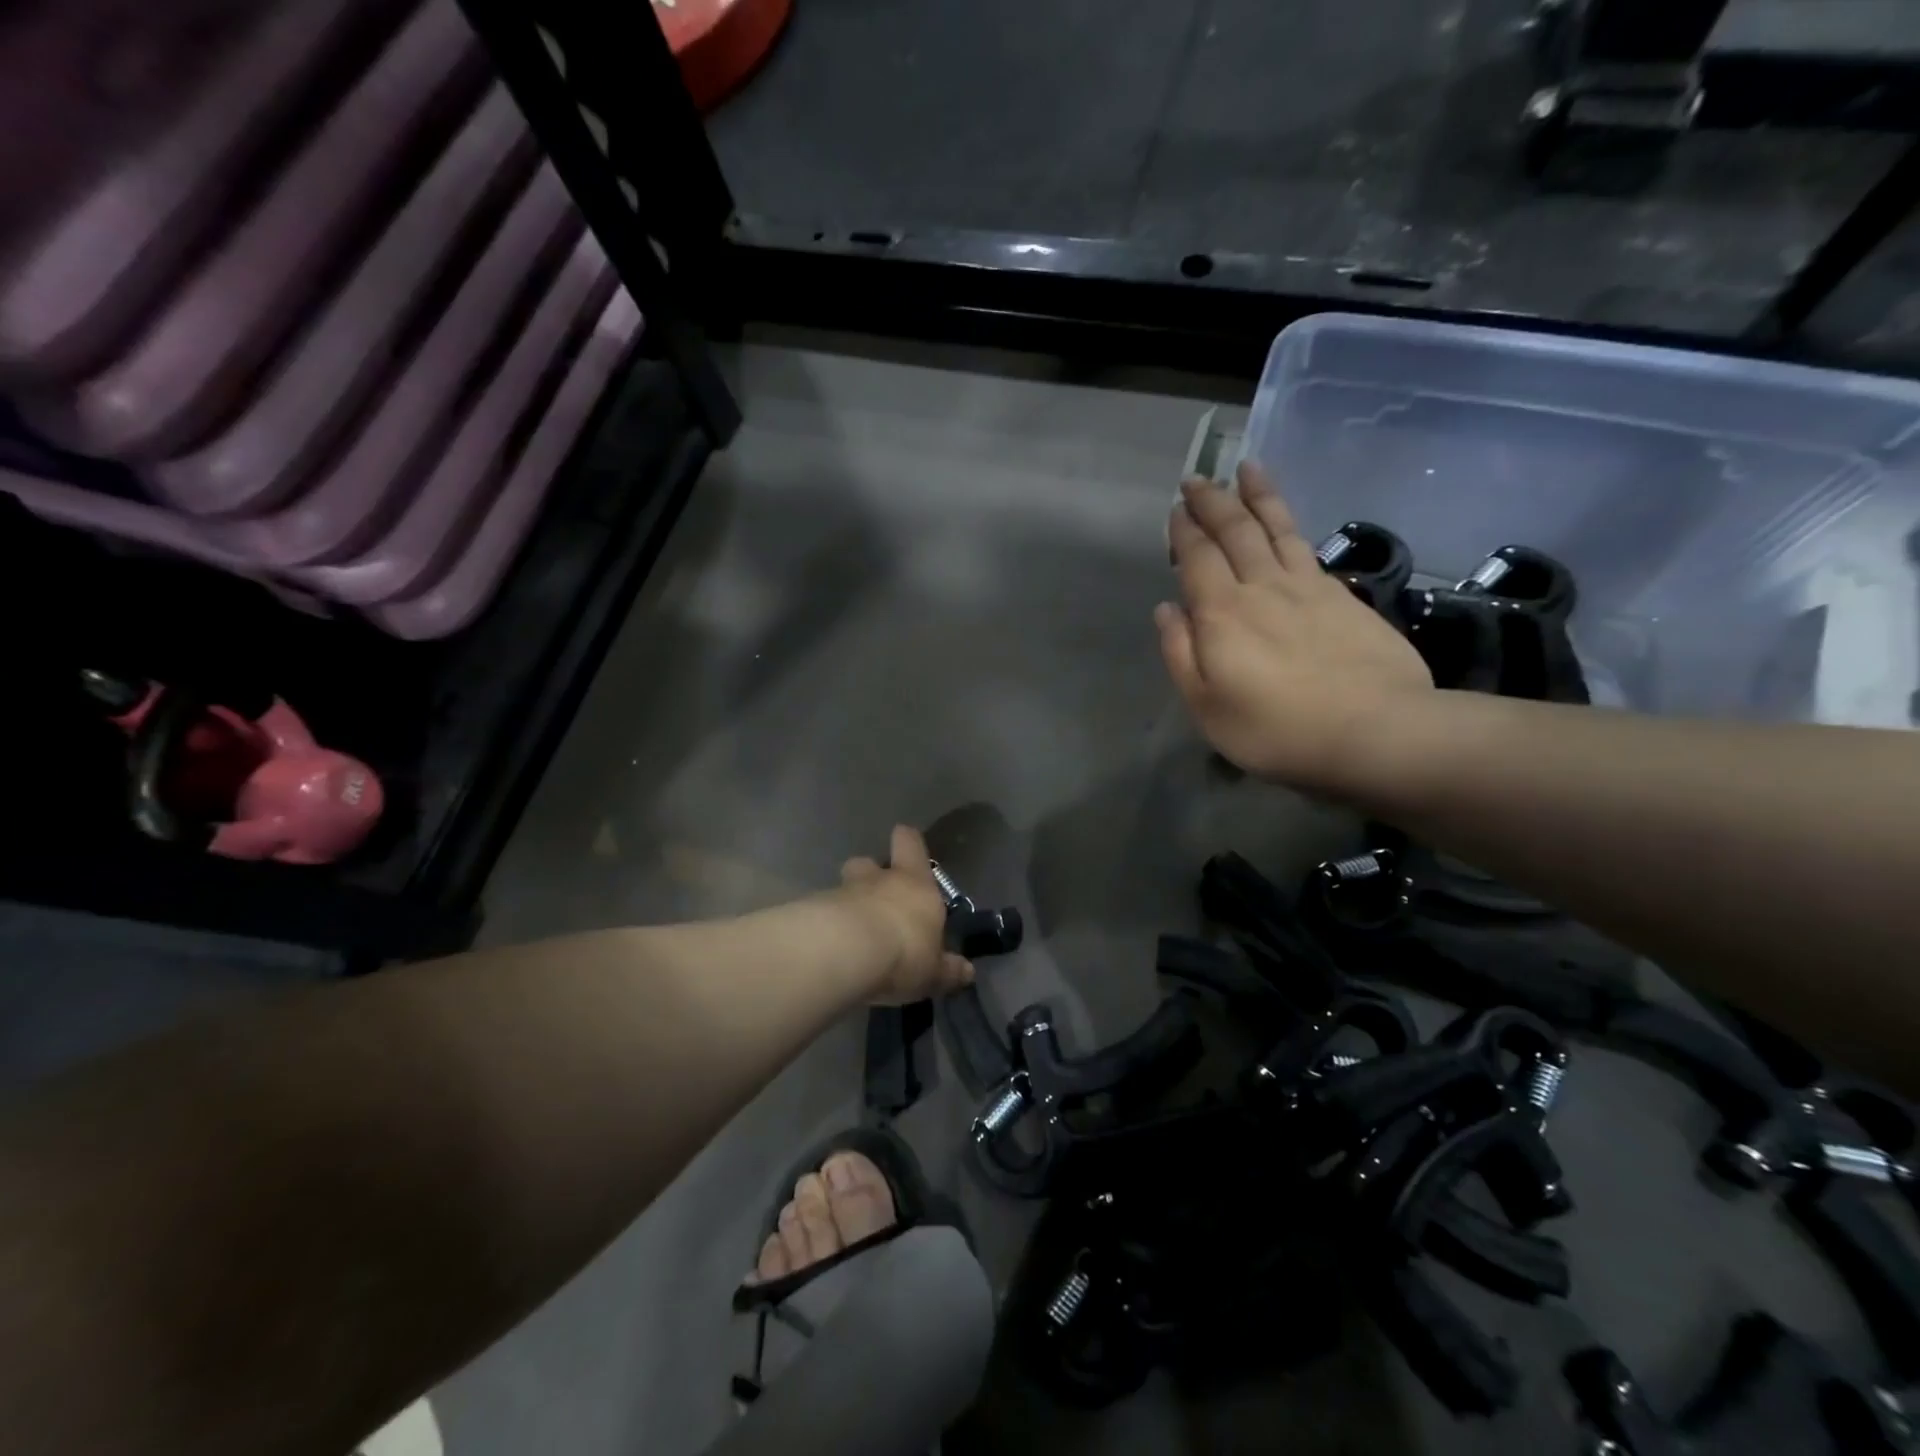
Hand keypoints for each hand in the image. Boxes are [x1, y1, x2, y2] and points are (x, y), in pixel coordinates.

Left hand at [835, 824, 975, 1004]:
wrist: (845, 953)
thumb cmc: (903, 952)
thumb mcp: (933, 971)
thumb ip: (947, 969)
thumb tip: (967, 970)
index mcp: (914, 883)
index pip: (910, 843)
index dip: (909, 843)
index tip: (907, 847)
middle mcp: (878, 880)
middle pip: (868, 862)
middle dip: (870, 875)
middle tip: (875, 900)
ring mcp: (842, 892)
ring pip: (844, 888)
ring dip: (847, 904)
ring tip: (851, 933)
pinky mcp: (814, 911)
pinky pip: (822, 913)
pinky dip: (827, 926)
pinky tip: (831, 950)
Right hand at [1158, 462, 1432, 789]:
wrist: (1375, 731)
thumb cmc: (1276, 729)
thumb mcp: (1207, 706)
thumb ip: (1181, 654)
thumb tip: (1167, 609)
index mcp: (1222, 613)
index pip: (1197, 558)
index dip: (1183, 531)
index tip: (1176, 509)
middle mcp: (1261, 587)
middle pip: (1234, 531)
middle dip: (1212, 501)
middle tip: (1197, 479)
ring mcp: (1306, 587)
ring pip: (1275, 528)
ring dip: (1257, 496)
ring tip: (1246, 469)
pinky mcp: (1341, 596)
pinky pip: (1306, 545)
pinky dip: (1290, 522)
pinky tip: (1286, 519)